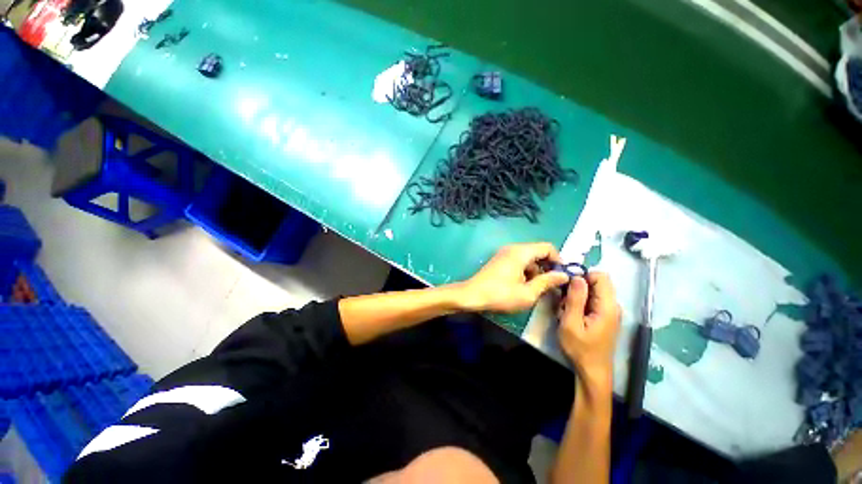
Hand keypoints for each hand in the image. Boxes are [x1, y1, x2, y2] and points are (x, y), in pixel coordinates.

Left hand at [457, 242, 569, 312]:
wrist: (472, 295)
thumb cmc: (500, 295)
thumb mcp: (528, 293)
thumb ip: (547, 282)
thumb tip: (564, 275)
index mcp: (521, 252)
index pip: (548, 247)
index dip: (558, 261)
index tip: (562, 277)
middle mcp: (513, 248)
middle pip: (538, 252)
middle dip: (548, 267)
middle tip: (551, 285)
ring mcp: (504, 253)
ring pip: (528, 258)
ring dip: (536, 270)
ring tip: (538, 289)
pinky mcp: (499, 260)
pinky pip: (519, 261)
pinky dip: (526, 271)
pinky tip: (524, 286)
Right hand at [557, 272, 620, 380]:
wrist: (592, 371)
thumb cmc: (580, 349)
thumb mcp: (571, 323)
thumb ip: (575, 299)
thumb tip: (577, 276)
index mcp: (608, 306)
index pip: (601, 276)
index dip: (583, 275)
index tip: (566, 284)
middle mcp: (612, 306)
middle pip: (595, 283)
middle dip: (576, 287)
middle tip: (562, 301)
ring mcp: (609, 311)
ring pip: (591, 292)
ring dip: (575, 296)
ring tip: (565, 311)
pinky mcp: (604, 316)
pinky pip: (591, 301)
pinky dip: (578, 304)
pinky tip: (570, 315)